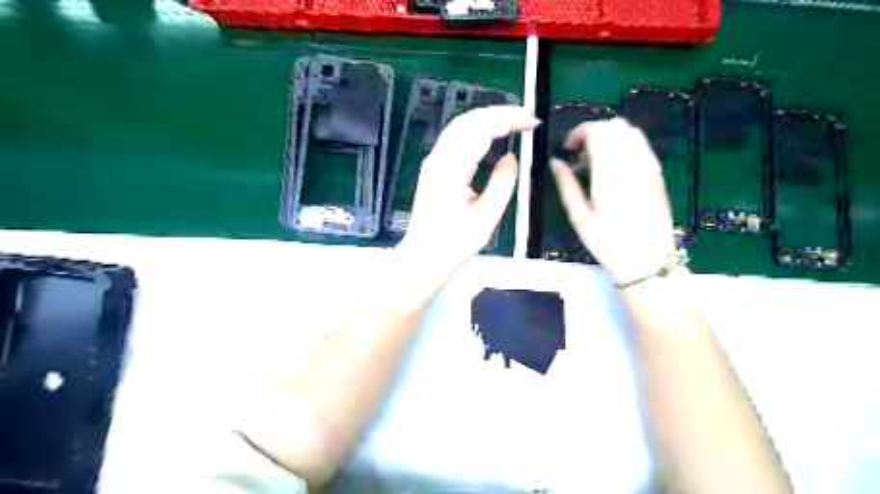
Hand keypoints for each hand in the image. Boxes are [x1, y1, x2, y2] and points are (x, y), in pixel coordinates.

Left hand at [402, 103, 543, 273]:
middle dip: (499, 112)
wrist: (423, 257)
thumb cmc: (453, 243)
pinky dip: (476, 128)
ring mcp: (434, 162)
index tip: (532, 122)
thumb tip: (511, 158)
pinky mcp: (434, 168)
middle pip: (468, 120)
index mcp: (450, 170)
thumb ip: (502, 184)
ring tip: (514, 120)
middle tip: (527, 117)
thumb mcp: (485, 218)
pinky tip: (490, 133)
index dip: (508, 120)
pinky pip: (455, 137)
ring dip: (487, 117)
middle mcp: (438, 159)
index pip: (480, 130)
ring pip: (460, 125)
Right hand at [548, 115, 674, 283]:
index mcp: (610, 172)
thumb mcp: (579, 217)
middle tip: (580, 156)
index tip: (568, 149)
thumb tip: (555, 162)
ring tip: (596, 161)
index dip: (579, 132)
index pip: (597, 130)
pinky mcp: (657, 174)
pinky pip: (641, 145)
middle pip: (614, 125)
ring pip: (631, 131)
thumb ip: (566, 184)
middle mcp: (632, 162)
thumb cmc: (608, 243)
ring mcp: (649, 166)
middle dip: (594, 132)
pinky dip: (625, 145)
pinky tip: (615, 168)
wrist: (648, 261)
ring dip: (610, 137)